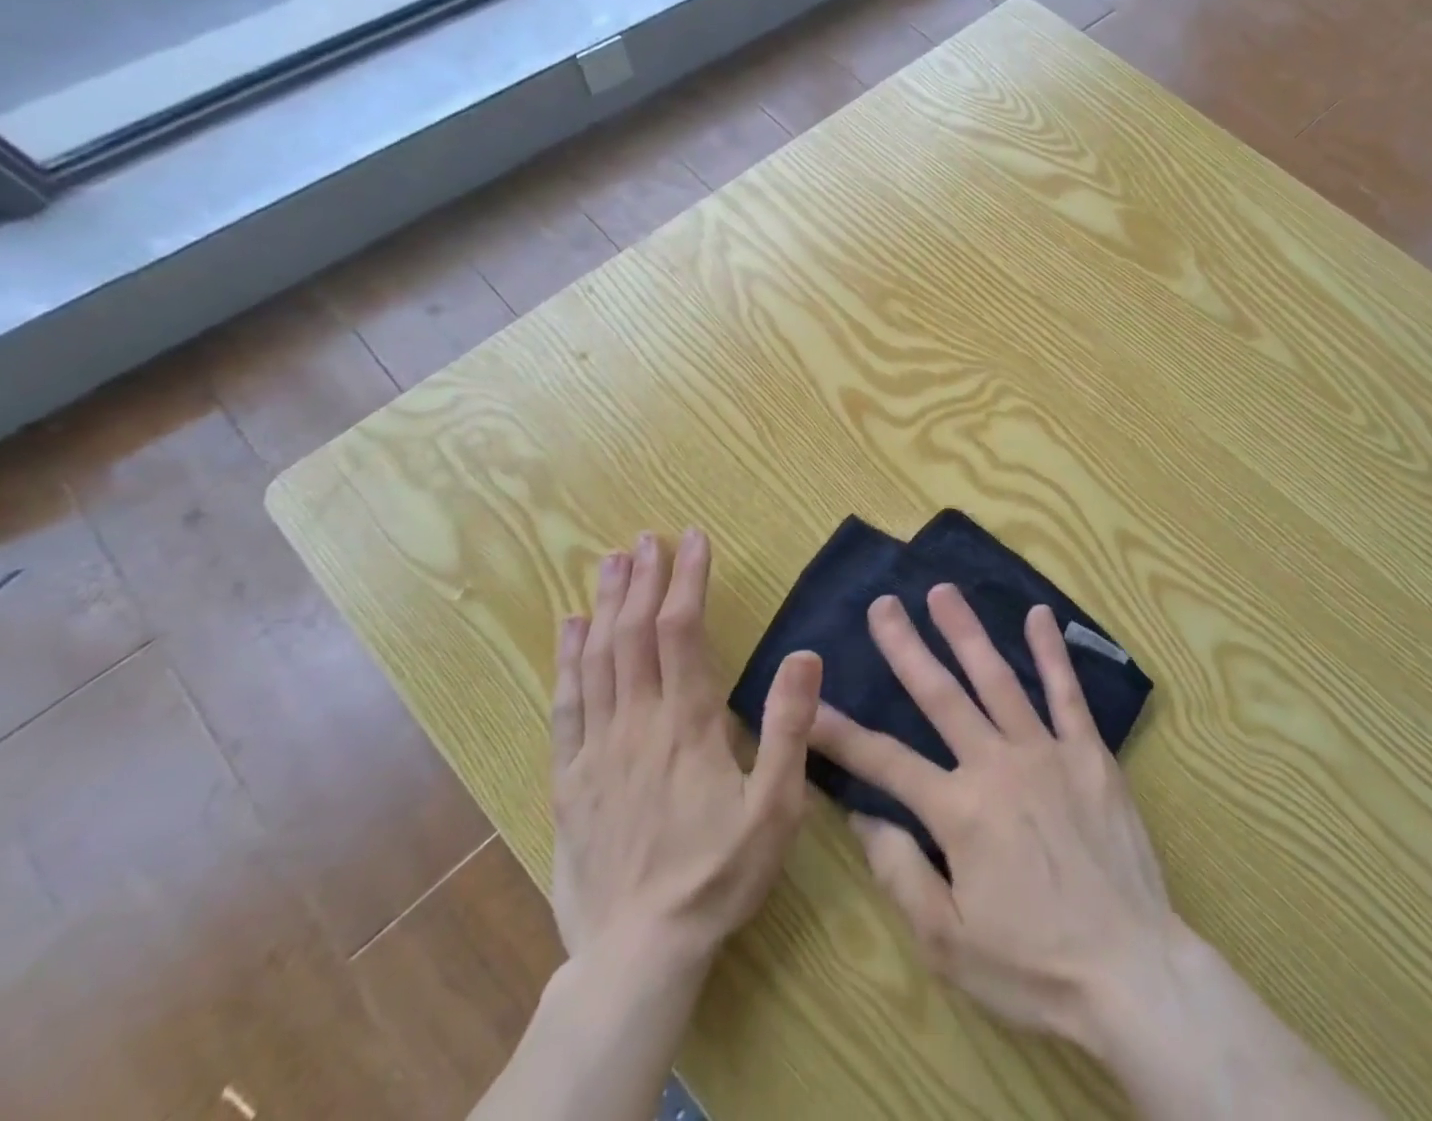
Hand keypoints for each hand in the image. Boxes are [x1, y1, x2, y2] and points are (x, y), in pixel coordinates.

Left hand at [549, 529, 822, 966]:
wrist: (638, 953)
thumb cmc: (719, 874)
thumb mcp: (776, 808)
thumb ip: (789, 729)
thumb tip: (805, 655)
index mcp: (689, 725)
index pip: (683, 632)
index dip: (687, 580)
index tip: (693, 539)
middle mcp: (638, 723)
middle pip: (634, 634)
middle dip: (642, 579)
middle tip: (647, 537)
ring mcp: (597, 749)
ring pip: (598, 659)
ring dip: (605, 605)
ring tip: (610, 561)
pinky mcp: (570, 778)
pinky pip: (566, 704)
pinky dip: (567, 659)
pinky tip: (568, 628)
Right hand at [806, 585, 1176, 1043]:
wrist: (1131, 970)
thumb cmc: (1032, 965)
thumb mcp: (947, 942)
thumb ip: (900, 872)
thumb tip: (861, 814)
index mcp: (958, 810)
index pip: (885, 761)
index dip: (841, 733)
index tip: (809, 701)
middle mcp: (997, 764)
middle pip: (941, 695)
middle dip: (906, 648)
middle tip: (883, 604)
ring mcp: (1046, 751)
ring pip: (998, 679)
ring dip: (967, 633)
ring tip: (943, 592)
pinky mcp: (1090, 753)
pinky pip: (1068, 692)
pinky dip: (1051, 652)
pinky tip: (1039, 616)